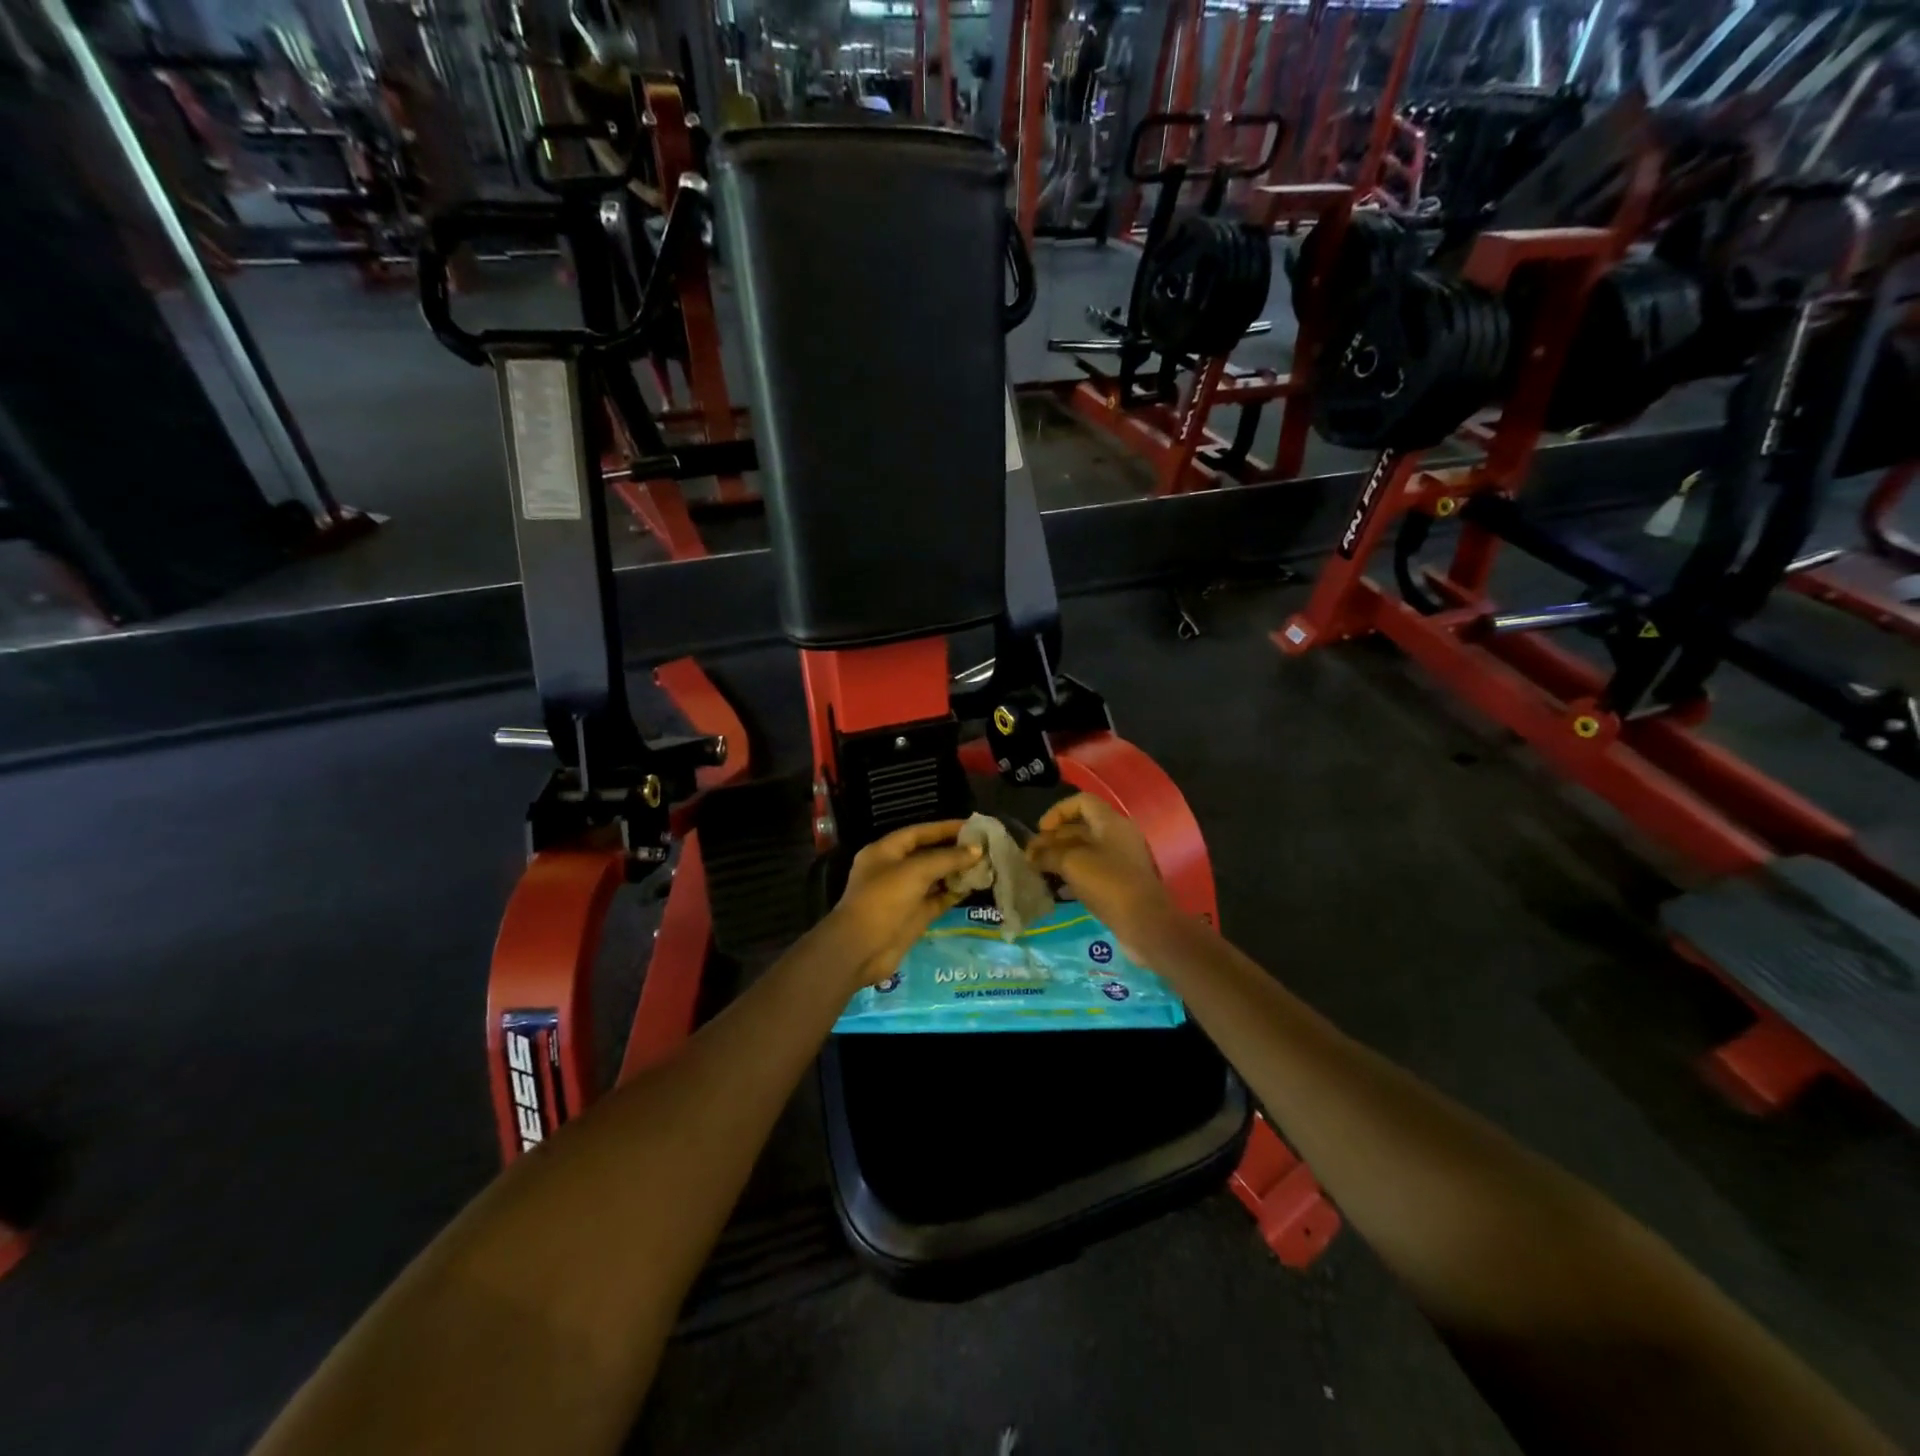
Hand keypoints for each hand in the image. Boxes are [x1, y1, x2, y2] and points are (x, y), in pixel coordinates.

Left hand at [826, 821, 982, 987]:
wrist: (862, 949)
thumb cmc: (883, 900)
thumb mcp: (915, 871)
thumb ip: (947, 858)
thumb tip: (977, 850)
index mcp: (885, 852)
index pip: (918, 833)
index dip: (944, 828)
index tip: (972, 826)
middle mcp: (894, 870)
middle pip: (928, 855)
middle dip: (954, 850)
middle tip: (985, 846)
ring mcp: (904, 895)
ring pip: (935, 878)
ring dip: (957, 872)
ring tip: (986, 864)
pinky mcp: (915, 916)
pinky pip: (938, 899)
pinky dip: (954, 893)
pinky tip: (975, 886)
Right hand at [1026, 794, 1176, 952]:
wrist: (1144, 922)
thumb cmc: (1107, 882)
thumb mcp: (1071, 863)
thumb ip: (1048, 854)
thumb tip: (1031, 854)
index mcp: (1110, 822)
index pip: (1081, 802)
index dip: (1057, 812)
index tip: (1040, 831)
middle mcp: (1118, 836)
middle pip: (1081, 827)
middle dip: (1054, 839)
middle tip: (1032, 856)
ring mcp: (1121, 860)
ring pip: (1085, 851)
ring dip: (1061, 858)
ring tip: (1039, 871)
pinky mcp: (1121, 882)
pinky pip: (1093, 870)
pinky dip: (1073, 875)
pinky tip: (1058, 889)